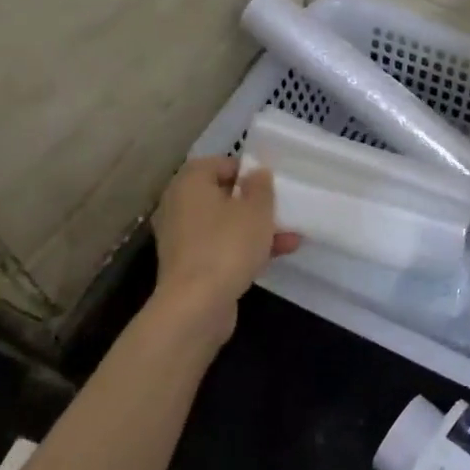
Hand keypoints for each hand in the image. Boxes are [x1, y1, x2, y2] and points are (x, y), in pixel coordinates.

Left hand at [150, 157, 298, 339]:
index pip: (220, 163)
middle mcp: (179, 205)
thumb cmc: (227, 245)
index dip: (248, 171)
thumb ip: (261, 186)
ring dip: (255, 229)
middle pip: (222, 195)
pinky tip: (276, 256)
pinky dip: (243, 248)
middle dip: (254, 203)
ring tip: (291, 236)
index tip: (271, 184)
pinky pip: (220, 247)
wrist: (195, 306)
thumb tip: (257, 173)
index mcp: (190, 183)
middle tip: (280, 208)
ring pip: (224, 224)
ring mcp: (181, 238)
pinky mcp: (189, 265)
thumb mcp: (256, 210)